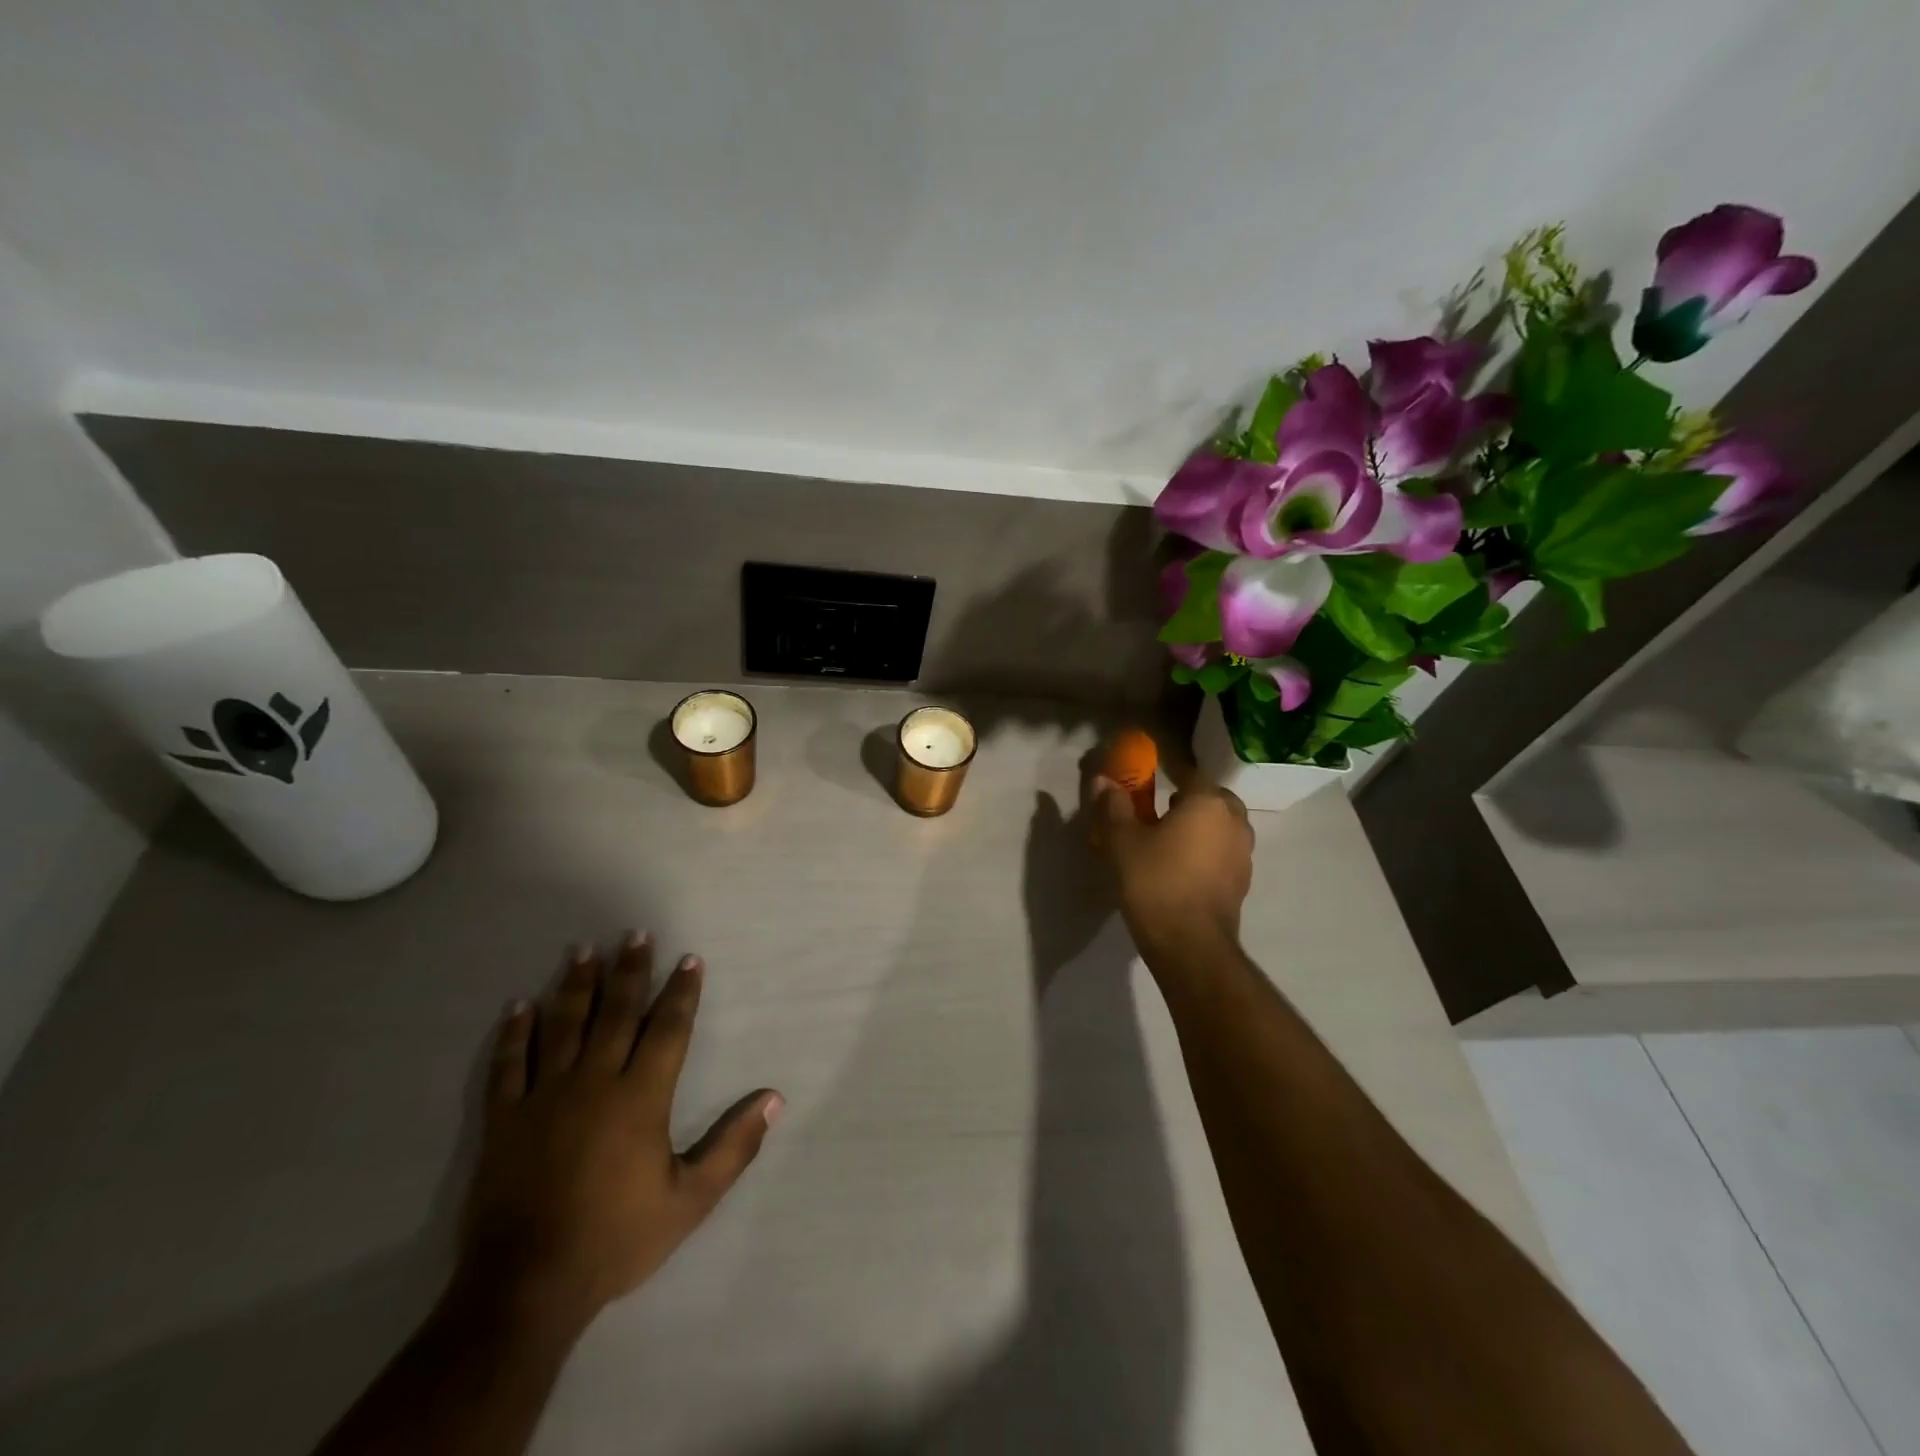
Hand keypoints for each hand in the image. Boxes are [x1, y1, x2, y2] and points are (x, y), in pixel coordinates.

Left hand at [457, 934, 782, 1331]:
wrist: (525, 1288)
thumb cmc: (616, 1239)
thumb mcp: (690, 1200)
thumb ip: (734, 1147)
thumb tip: (774, 1099)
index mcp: (641, 1097)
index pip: (668, 1029)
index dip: (682, 992)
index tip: (689, 959)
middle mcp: (595, 1082)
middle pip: (616, 1012)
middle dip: (630, 970)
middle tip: (635, 933)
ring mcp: (545, 1097)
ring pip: (563, 1025)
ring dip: (575, 985)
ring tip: (584, 950)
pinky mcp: (505, 1119)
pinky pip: (509, 1064)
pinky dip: (514, 1032)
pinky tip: (518, 1005)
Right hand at [1091, 774, 1253, 954]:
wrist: (1189, 944)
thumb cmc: (1154, 881)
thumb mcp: (1121, 840)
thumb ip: (1114, 806)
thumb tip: (1102, 780)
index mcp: (1208, 803)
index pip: (1190, 773)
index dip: (1169, 771)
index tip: (1150, 777)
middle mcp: (1234, 822)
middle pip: (1213, 799)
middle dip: (1190, 800)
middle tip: (1162, 810)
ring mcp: (1243, 854)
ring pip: (1222, 827)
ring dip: (1201, 827)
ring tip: (1170, 839)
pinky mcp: (1242, 882)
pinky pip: (1223, 853)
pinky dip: (1207, 851)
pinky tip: (1183, 866)